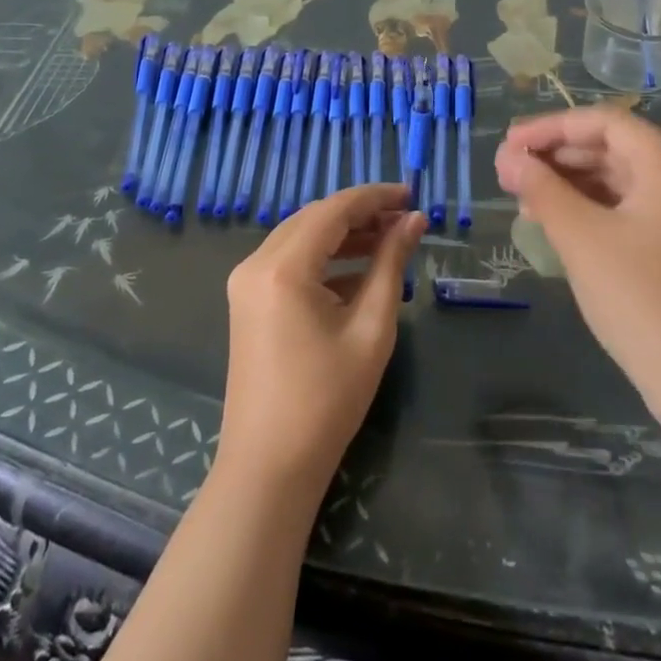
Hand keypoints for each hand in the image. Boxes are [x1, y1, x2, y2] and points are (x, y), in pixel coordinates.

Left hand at [218, 184, 423, 500]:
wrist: (269, 466)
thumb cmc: (327, 400)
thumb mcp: (371, 327)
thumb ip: (391, 263)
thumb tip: (414, 220)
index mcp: (283, 267)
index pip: (334, 210)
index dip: (375, 197)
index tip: (411, 194)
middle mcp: (256, 263)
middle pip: (315, 218)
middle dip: (360, 213)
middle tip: (404, 219)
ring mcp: (247, 282)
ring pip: (301, 236)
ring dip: (343, 234)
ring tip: (389, 240)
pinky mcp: (248, 300)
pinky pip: (290, 261)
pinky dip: (324, 258)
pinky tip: (359, 270)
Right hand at [495, 107, 660, 431]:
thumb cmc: (639, 300)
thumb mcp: (581, 238)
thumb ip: (542, 189)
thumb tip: (507, 158)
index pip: (605, 123)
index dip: (551, 127)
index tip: (509, 145)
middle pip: (614, 148)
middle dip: (559, 155)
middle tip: (510, 170)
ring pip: (622, 179)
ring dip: (573, 182)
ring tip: (525, 196)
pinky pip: (633, 207)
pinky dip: (594, 207)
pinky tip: (559, 221)